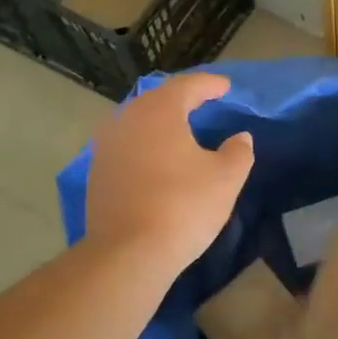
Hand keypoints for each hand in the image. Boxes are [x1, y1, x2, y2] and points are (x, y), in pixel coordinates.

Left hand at [85, 72, 253, 278]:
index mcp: (159, 112)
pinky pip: (126, 148)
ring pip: (137, 124)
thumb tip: (240, 138)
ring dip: (160, 125)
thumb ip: (238, 151)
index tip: (226, 87)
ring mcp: (106, 147)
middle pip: (157, 101)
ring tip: (181, 132)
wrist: (129, 253)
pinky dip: (145, 147)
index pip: (187, 86)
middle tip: (203, 104)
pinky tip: (158, 162)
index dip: (209, 84)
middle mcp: (126, 120)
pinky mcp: (97, 174)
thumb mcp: (226, 178)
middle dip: (181, 100)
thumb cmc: (184, 206)